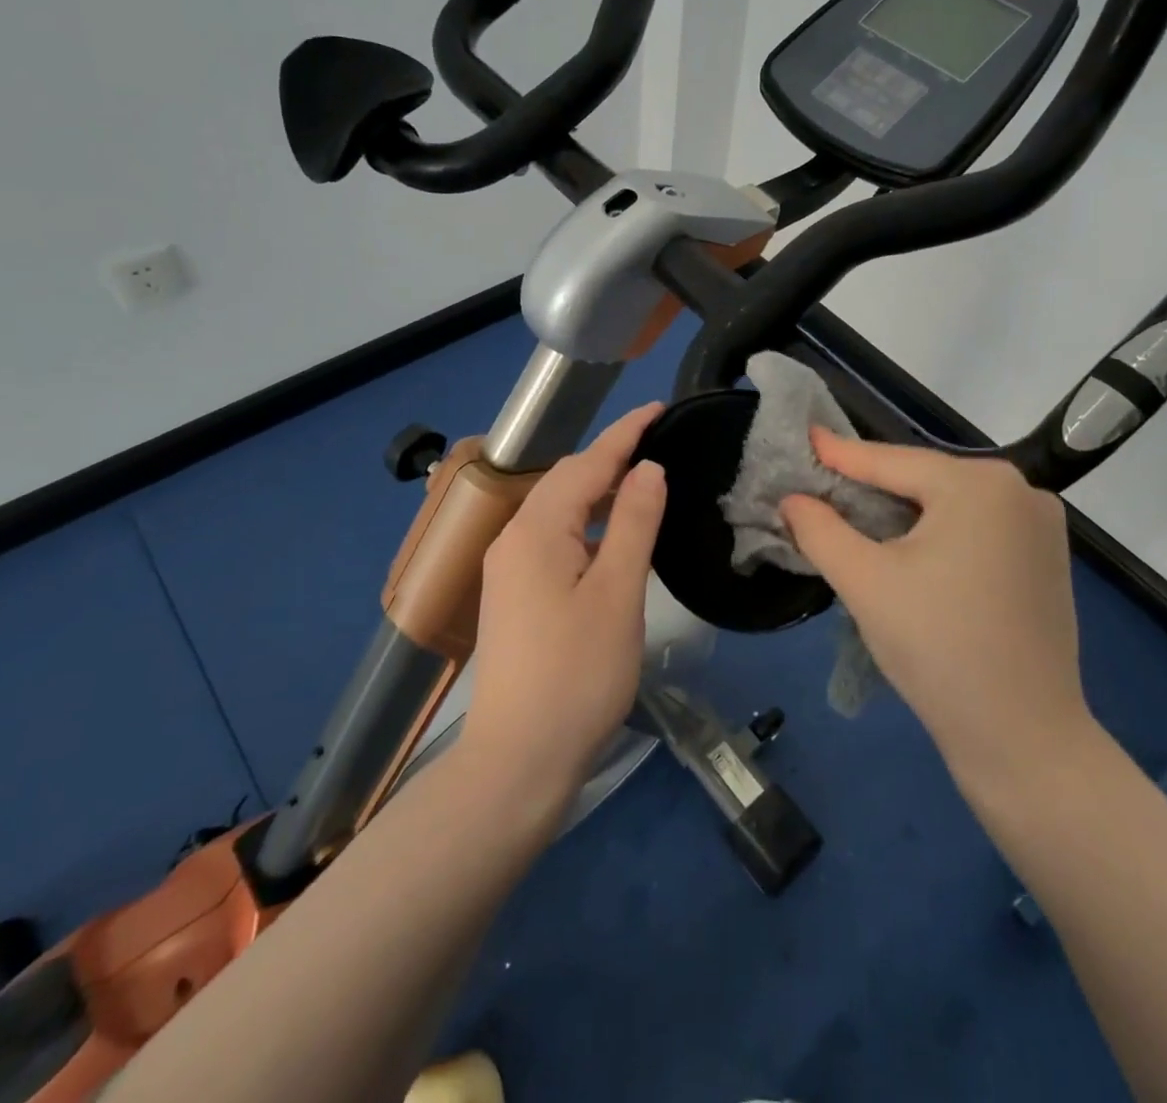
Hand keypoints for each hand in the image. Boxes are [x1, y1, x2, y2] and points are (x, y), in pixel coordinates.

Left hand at [464, 403, 666, 802]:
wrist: (518, 760)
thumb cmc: (578, 674)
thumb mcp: (618, 593)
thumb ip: (634, 523)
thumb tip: (647, 469)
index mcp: (537, 530)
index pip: (586, 463)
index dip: (625, 433)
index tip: (659, 408)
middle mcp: (513, 540)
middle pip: (566, 482)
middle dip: (610, 458)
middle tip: (658, 444)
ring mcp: (507, 570)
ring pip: (557, 512)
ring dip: (598, 492)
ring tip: (641, 485)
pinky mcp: (513, 597)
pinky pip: (552, 540)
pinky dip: (585, 526)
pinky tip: (610, 539)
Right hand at [781, 430, 1096, 791]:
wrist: (1023, 738)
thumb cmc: (937, 647)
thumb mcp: (865, 582)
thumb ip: (820, 530)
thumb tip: (793, 499)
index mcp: (979, 484)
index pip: (891, 462)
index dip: (840, 455)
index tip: (804, 437)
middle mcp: (1019, 490)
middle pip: (924, 481)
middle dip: (871, 488)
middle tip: (822, 489)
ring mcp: (1041, 526)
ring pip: (950, 506)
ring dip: (903, 512)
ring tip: (855, 518)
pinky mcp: (1047, 560)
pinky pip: (977, 530)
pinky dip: (937, 533)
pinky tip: (910, 550)